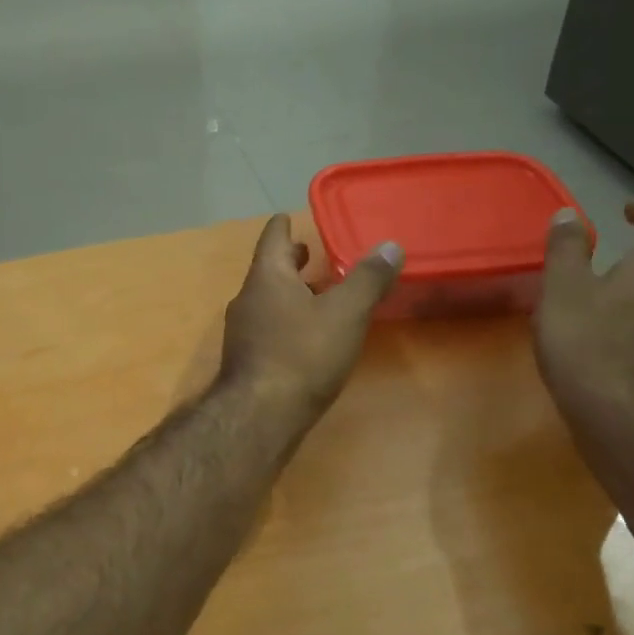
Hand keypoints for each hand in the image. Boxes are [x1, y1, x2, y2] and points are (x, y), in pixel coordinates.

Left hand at [219, 215, 402, 418]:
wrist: (260, 416)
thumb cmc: (302, 354)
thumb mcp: (345, 313)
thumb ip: (368, 279)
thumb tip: (390, 245)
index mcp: (267, 277)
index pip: (272, 239)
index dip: (283, 226)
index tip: (288, 217)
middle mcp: (248, 299)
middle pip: (269, 270)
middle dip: (290, 261)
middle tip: (310, 252)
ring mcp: (243, 332)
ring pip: (268, 301)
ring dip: (290, 292)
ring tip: (316, 293)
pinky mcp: (247, 361)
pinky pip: (268, 328)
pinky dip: (287, 320)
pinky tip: (306, 336)